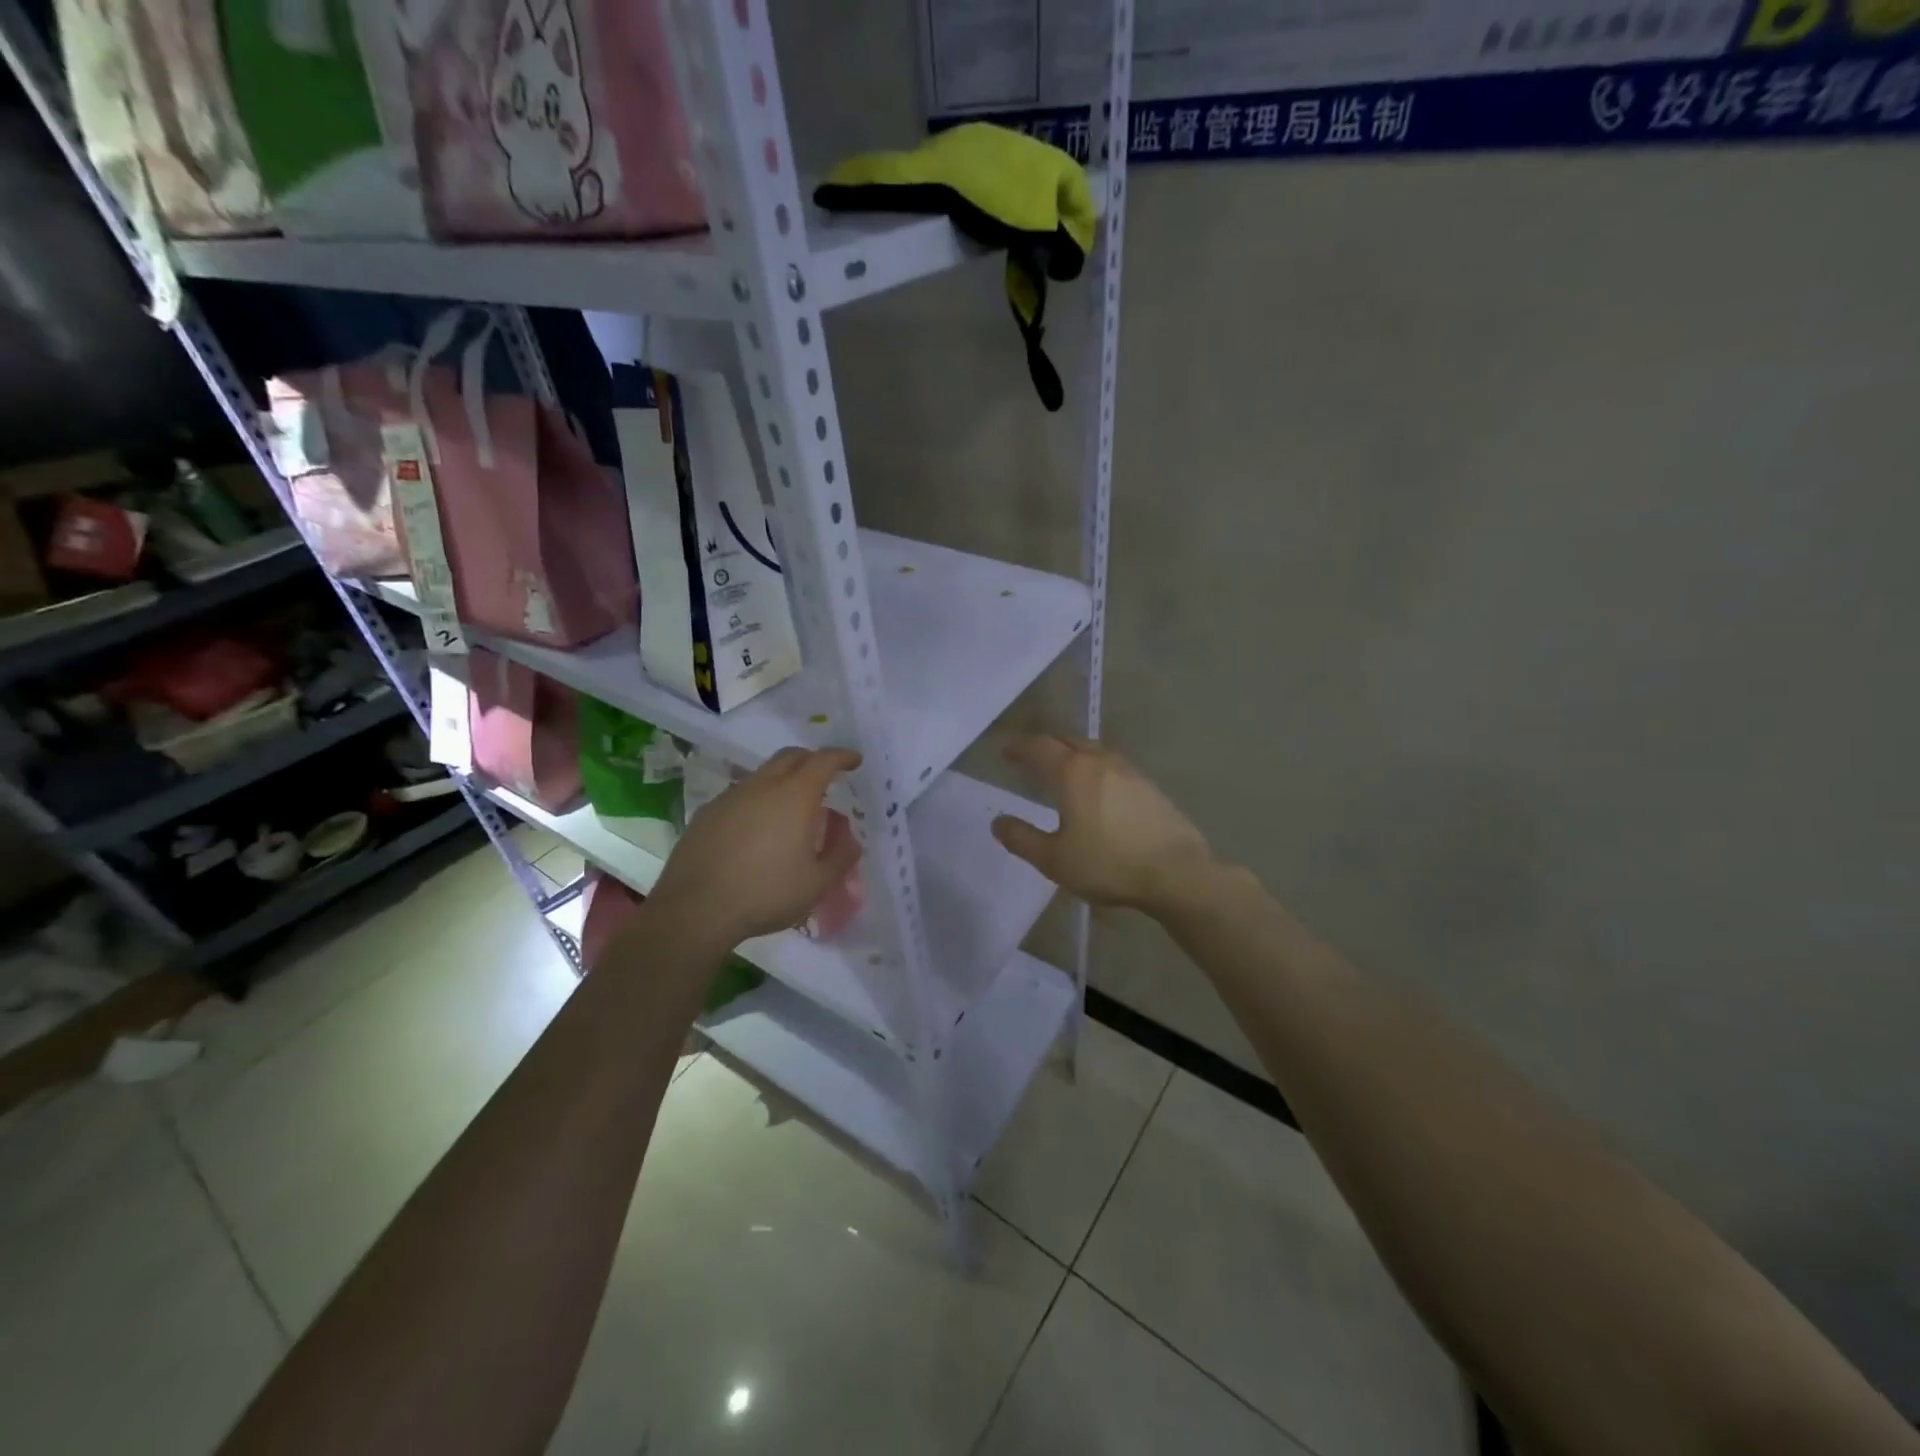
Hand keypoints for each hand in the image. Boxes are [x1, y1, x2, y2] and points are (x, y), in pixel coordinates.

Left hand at [649, 747, 862, 949]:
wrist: (695, 910)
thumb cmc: (765, 894)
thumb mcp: (816, 884)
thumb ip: (840, 857)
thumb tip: (852, 840)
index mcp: (794, 796)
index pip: (823, 761)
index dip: (842, 756)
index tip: (854, 760)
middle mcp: (761, 786)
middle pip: (790, 756)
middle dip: (812, 759)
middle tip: (825, 776)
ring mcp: (730, 797)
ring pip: (762, 774)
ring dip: (782, 780)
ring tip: (791, 808)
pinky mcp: (706, 814)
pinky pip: (740, 795)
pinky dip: (757, 800)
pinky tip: (757, 829)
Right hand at [991, 736, 1215, 916]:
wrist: (1176, 873)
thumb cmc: (1108, 863)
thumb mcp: (1054, 859)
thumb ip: (1022, 839)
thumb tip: (998, 822)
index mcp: (1072, 772)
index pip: (1039, 748)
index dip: (1020, 748)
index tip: (1006, 752)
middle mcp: (1100, 762)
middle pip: (1068, 742)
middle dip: (1046, 746)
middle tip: (1031, 758)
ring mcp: (1130, 771)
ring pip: (1093, 751)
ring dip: (1073, 754)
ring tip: (1063, 769)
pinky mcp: (1149, 787)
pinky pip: (1113, 766)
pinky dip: (1095, 768)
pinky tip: (1098, 789)